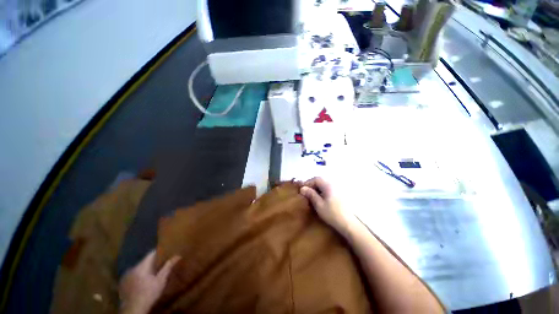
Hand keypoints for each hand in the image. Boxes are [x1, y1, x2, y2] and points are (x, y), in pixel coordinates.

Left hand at [119, 250, 180, 313]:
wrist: (134, 309)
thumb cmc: (149, 293)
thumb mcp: (161, 280)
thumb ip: (168, 266)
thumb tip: (178, 255)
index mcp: (141, 266)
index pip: (151, 253)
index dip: (159, 252)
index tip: (166, 252)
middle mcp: (132, 268)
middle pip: (144, 261)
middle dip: (152, 262)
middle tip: (161, 264)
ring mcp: (126, 276)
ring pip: (138, 268)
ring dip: (145, 269)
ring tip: (152, 272)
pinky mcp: (123, 283)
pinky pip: (132, 274)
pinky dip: (138, 275)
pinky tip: (143, 281)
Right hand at [300, 177, 357, 235]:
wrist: (349, 224)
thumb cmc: (332, 213)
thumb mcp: (319, 204)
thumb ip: (310, 194)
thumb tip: (302, 188)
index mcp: (328, 185)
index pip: (316, 179)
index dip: (308, 183)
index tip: (302, 190)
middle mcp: (334, 184)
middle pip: (321, 181)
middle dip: (312, 186)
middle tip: (307, 194)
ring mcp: (338, 189)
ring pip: (325, 185)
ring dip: (318, 189)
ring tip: (313, 197)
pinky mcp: (341, 195)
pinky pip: (329, 189)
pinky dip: (323, 192)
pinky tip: (322, 200)